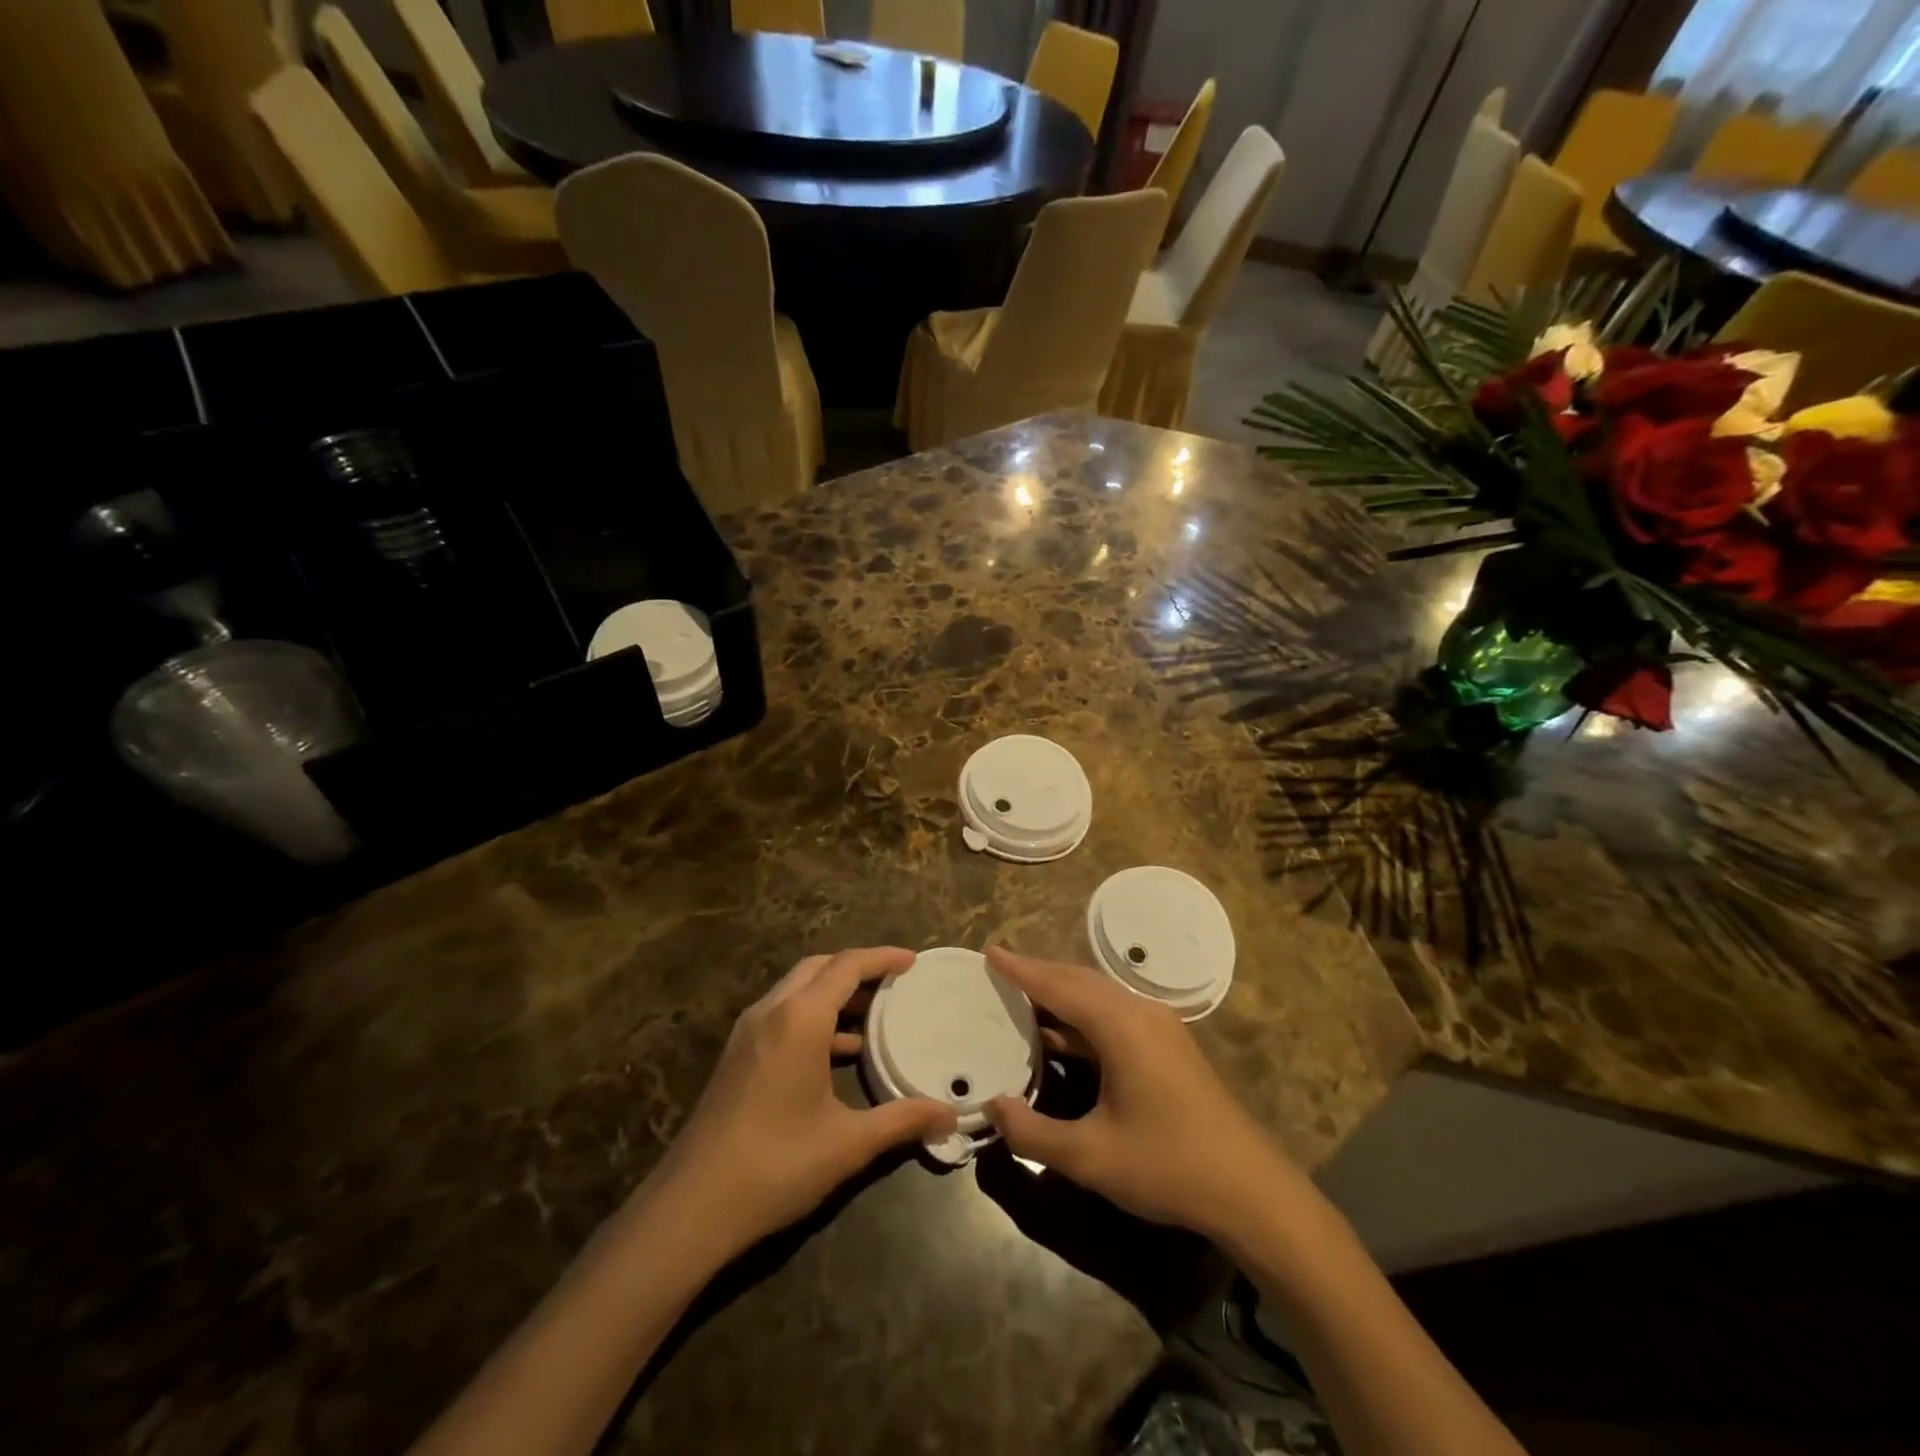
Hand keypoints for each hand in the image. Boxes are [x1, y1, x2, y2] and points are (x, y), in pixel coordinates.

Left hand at [655, 948, 956, 1254]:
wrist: (692, 1206)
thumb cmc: (777, 1164)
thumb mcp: (848, 1143)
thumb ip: (902, 1121)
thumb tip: (950, 1117)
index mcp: (800, 1019)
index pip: (847, 965)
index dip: (882, 958)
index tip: (912, 961)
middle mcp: (771, 1011)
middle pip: (819, 967)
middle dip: (857, 968)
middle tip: (893, 983)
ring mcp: (748, 1032)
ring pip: (797, 989)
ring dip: (833, 992)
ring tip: (873, 1014)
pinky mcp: (737, 1055)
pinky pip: (783, 1014)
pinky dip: (814, 1015)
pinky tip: (837, 1053)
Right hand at [983, 947, 1305, 1244]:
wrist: (1250, 1190)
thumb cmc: (1167, 1165)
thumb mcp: (1090, 1156)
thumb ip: (1033, 1133)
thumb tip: (993, 1107)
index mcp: (1120, 1025)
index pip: (1059, 986)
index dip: (1021, 970)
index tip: (989, 951)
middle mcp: (1140, 1012)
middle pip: (1079, 980)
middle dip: (1039, 973)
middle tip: (1000, 968)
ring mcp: (1158, 1027)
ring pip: (1099, 996)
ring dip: (1061, 992)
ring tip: (1022, 994)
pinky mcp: (1168, 1045)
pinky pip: (1114, 1014)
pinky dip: (1081, 1015)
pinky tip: (1060, 1034)